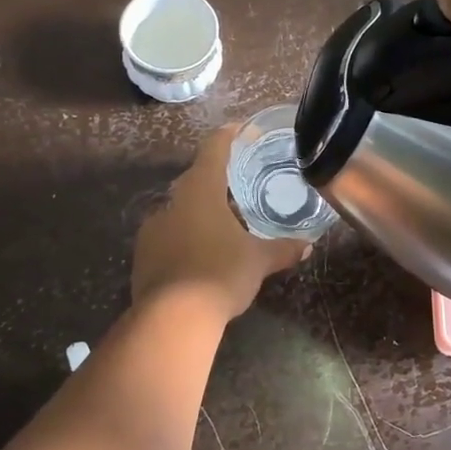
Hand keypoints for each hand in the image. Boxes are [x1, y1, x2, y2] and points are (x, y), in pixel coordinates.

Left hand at [132, 127, 310, 320]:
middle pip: (195, 180)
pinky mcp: (143, 255)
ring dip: (199, 212)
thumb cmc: (220, 274)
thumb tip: (307, 245)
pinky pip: (168, 236)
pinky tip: (200, 255)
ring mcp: (152, 229)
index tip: (240, 130)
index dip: (228, 136)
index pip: (213, 149)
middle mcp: (172, 202)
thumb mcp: (259, 261)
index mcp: (201, 191)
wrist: (171, 319)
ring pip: (179, 210)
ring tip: (222, 225)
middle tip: (239, 186)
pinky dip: (184, 237)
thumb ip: (282, 249)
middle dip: (216, 180)